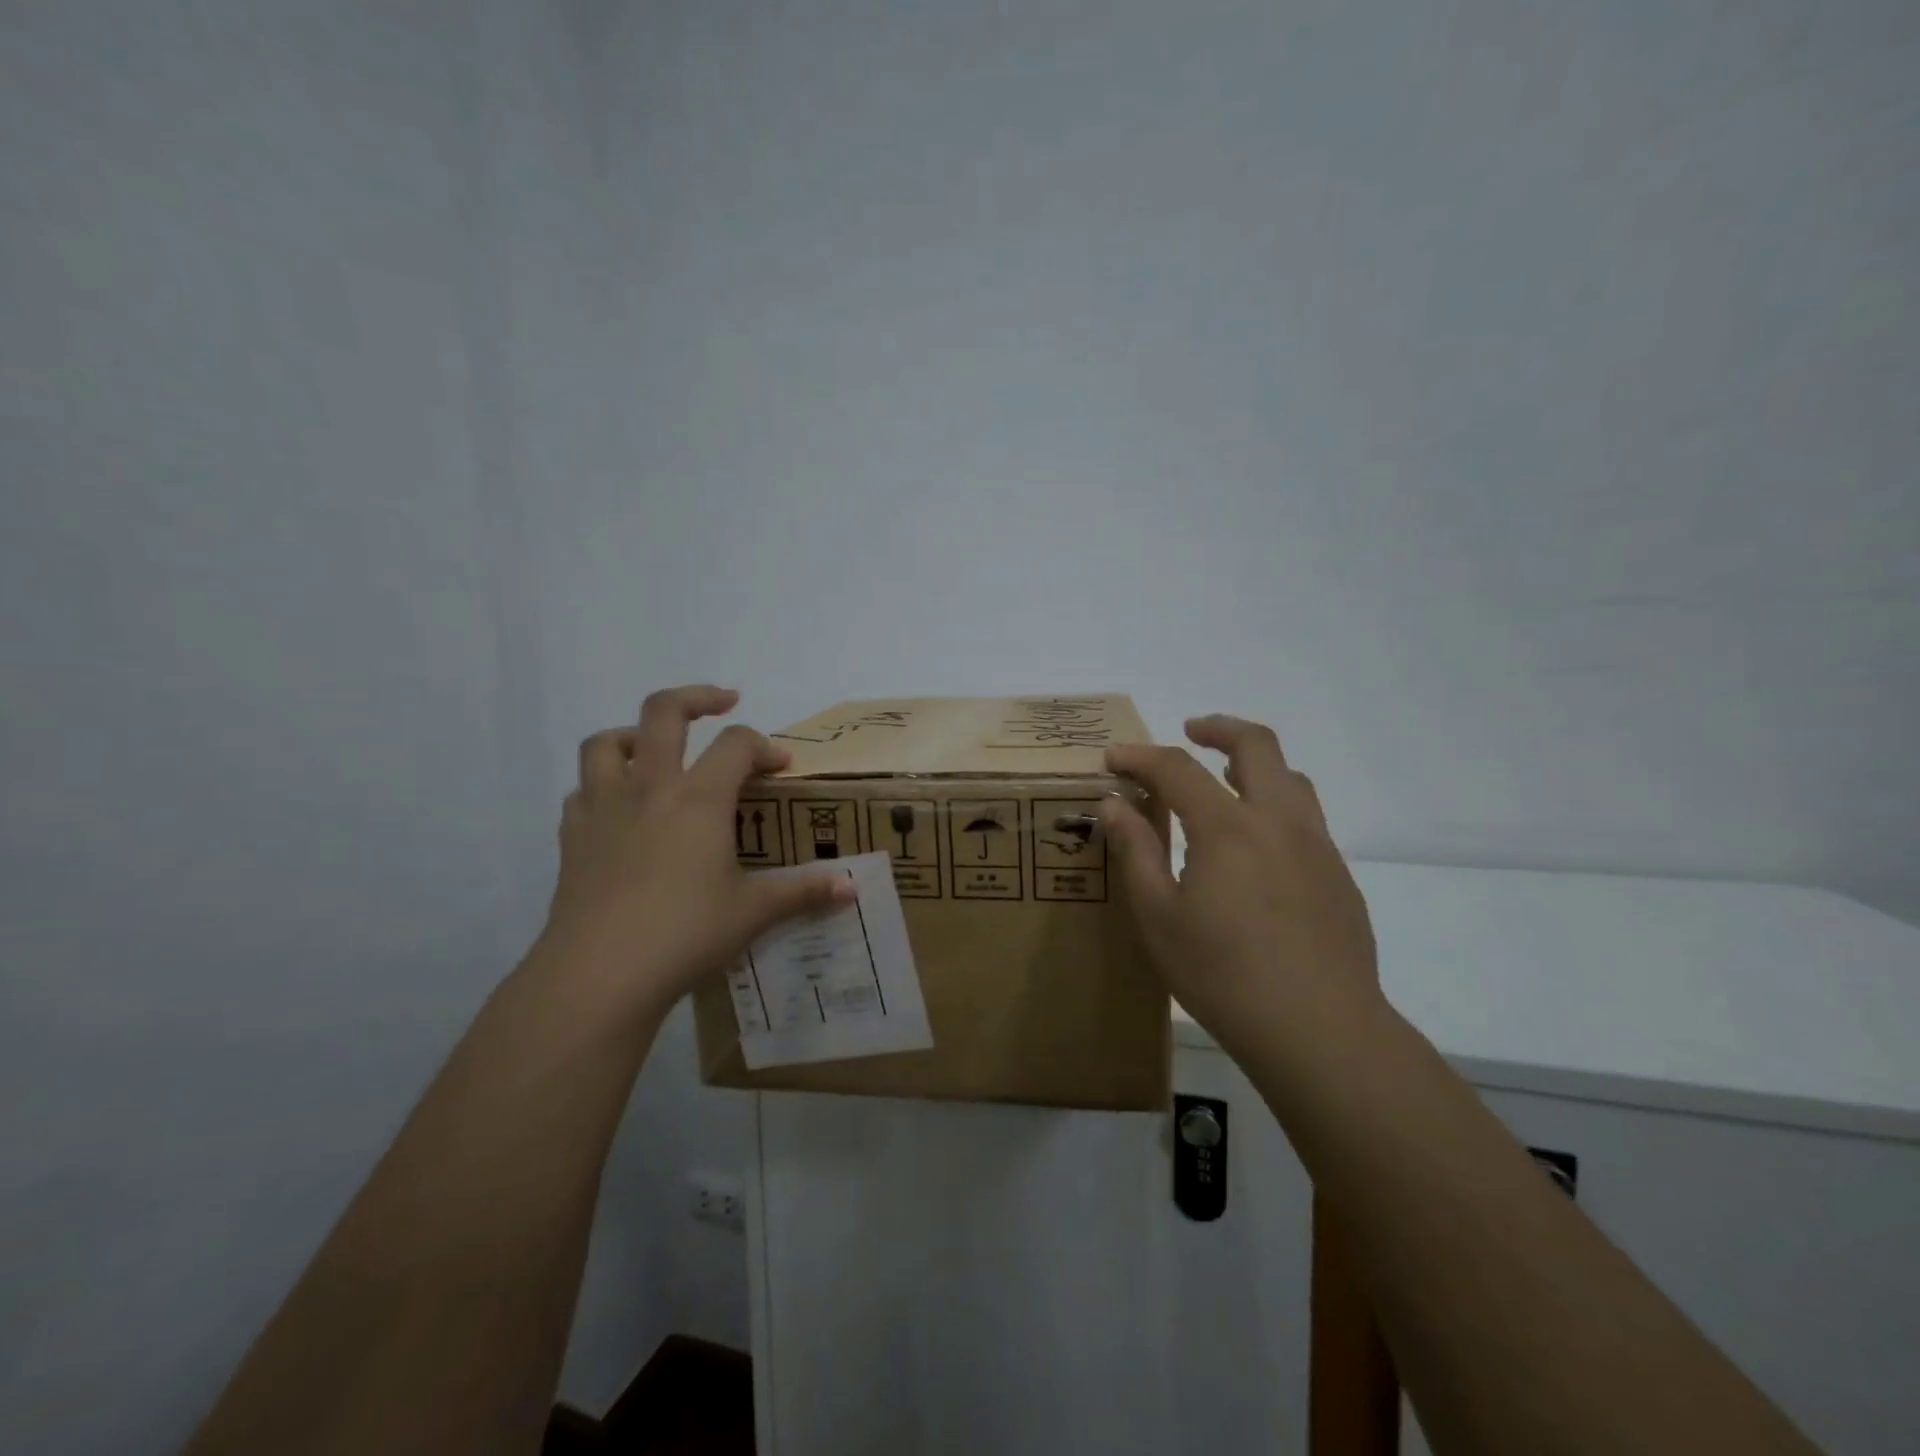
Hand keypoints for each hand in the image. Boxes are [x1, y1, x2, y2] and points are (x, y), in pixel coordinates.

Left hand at [536, 685, 853, 1020]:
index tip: (782, 768)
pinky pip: (583, 790)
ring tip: (654, 748)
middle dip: (697, 698)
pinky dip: (603, 786)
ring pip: (606, 742)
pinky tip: (620, 811)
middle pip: (663, 711)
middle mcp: (649, 787)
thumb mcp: (754, 912)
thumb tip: (852, 889)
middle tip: (723, 704)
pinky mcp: (572, 837)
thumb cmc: (685, 933)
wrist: (599, 974)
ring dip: (634, 734)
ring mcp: (603, 808)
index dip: (765, 747)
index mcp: (699, 798)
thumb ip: (804, 892)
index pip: (737, 745)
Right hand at [1099, 715, 1380, 1062]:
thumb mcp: (1158, 916)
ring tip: (1225, 779)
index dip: (1140, 756)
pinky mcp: (1339, 877)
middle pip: (1256, 746)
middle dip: (1218, 728)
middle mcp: (1278, 822)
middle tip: (1190, 731)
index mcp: (1228, 828)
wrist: (1321, 1032)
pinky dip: (1275, 806)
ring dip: (1254, 764)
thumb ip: (1135, 851)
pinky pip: (1306, 819)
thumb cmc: (1223, 975)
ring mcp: (1317, 847)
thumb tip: (1114, 804)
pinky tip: (1257, 849)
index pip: (1177, 768)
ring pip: (1291, 779)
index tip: (1112, 758)